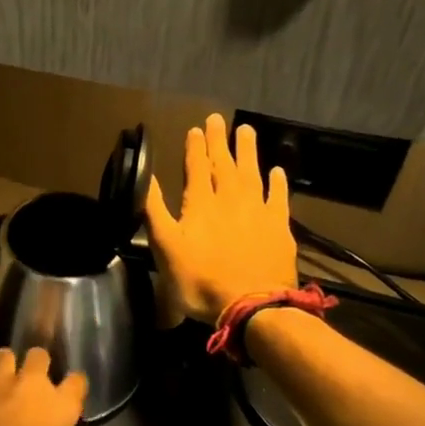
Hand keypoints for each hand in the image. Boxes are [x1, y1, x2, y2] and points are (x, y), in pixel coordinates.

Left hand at [0, 347, 85, 425]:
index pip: (77, 382)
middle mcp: (31, 385)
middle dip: (38, 362)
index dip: (75, 385)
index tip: (72, 392)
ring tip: (2, 378)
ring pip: (5, 354)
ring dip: (5, 363)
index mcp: (58, 406)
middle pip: (40, 354)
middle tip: (33, 378)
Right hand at [145, 113, 297, 323]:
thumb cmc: (200, 280)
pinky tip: (277, 171)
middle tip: (217, 119)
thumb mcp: (165, 247)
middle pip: (224, 163)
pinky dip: (277, 182)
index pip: (197, 167)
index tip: (195, 128)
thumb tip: (145, 177)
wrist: (252, 306)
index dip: (195, 148)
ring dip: (248, 151)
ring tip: (246, 130)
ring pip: (252, 173)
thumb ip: (154, 210)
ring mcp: (258, 211)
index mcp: (201, 203)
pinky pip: (279, 197)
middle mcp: (230, 199)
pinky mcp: (279, 228)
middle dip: (219, 141)